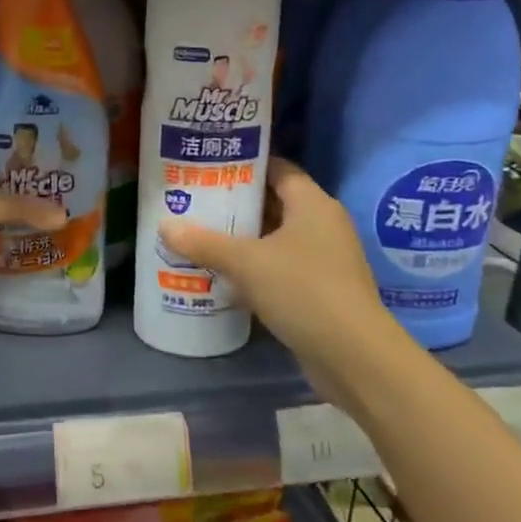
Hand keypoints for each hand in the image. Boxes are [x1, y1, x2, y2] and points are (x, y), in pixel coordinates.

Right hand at [160, 159, 388, 364]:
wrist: (355, 357)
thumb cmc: (303, 290)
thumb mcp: (246, 263)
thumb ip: (204, 242)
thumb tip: (165, 225)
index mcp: (312, 204)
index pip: (277, 168)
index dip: (244, 164)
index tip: (209, 165)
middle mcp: (323, 225)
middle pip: (274, 203)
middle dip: (236, 204)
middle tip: (195, 200)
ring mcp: (325, 260)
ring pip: (276, 239)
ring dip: (243, 240)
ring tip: (200, 235)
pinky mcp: (322, 291)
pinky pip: (281, 268)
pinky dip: (255, 269)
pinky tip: (223, 276)